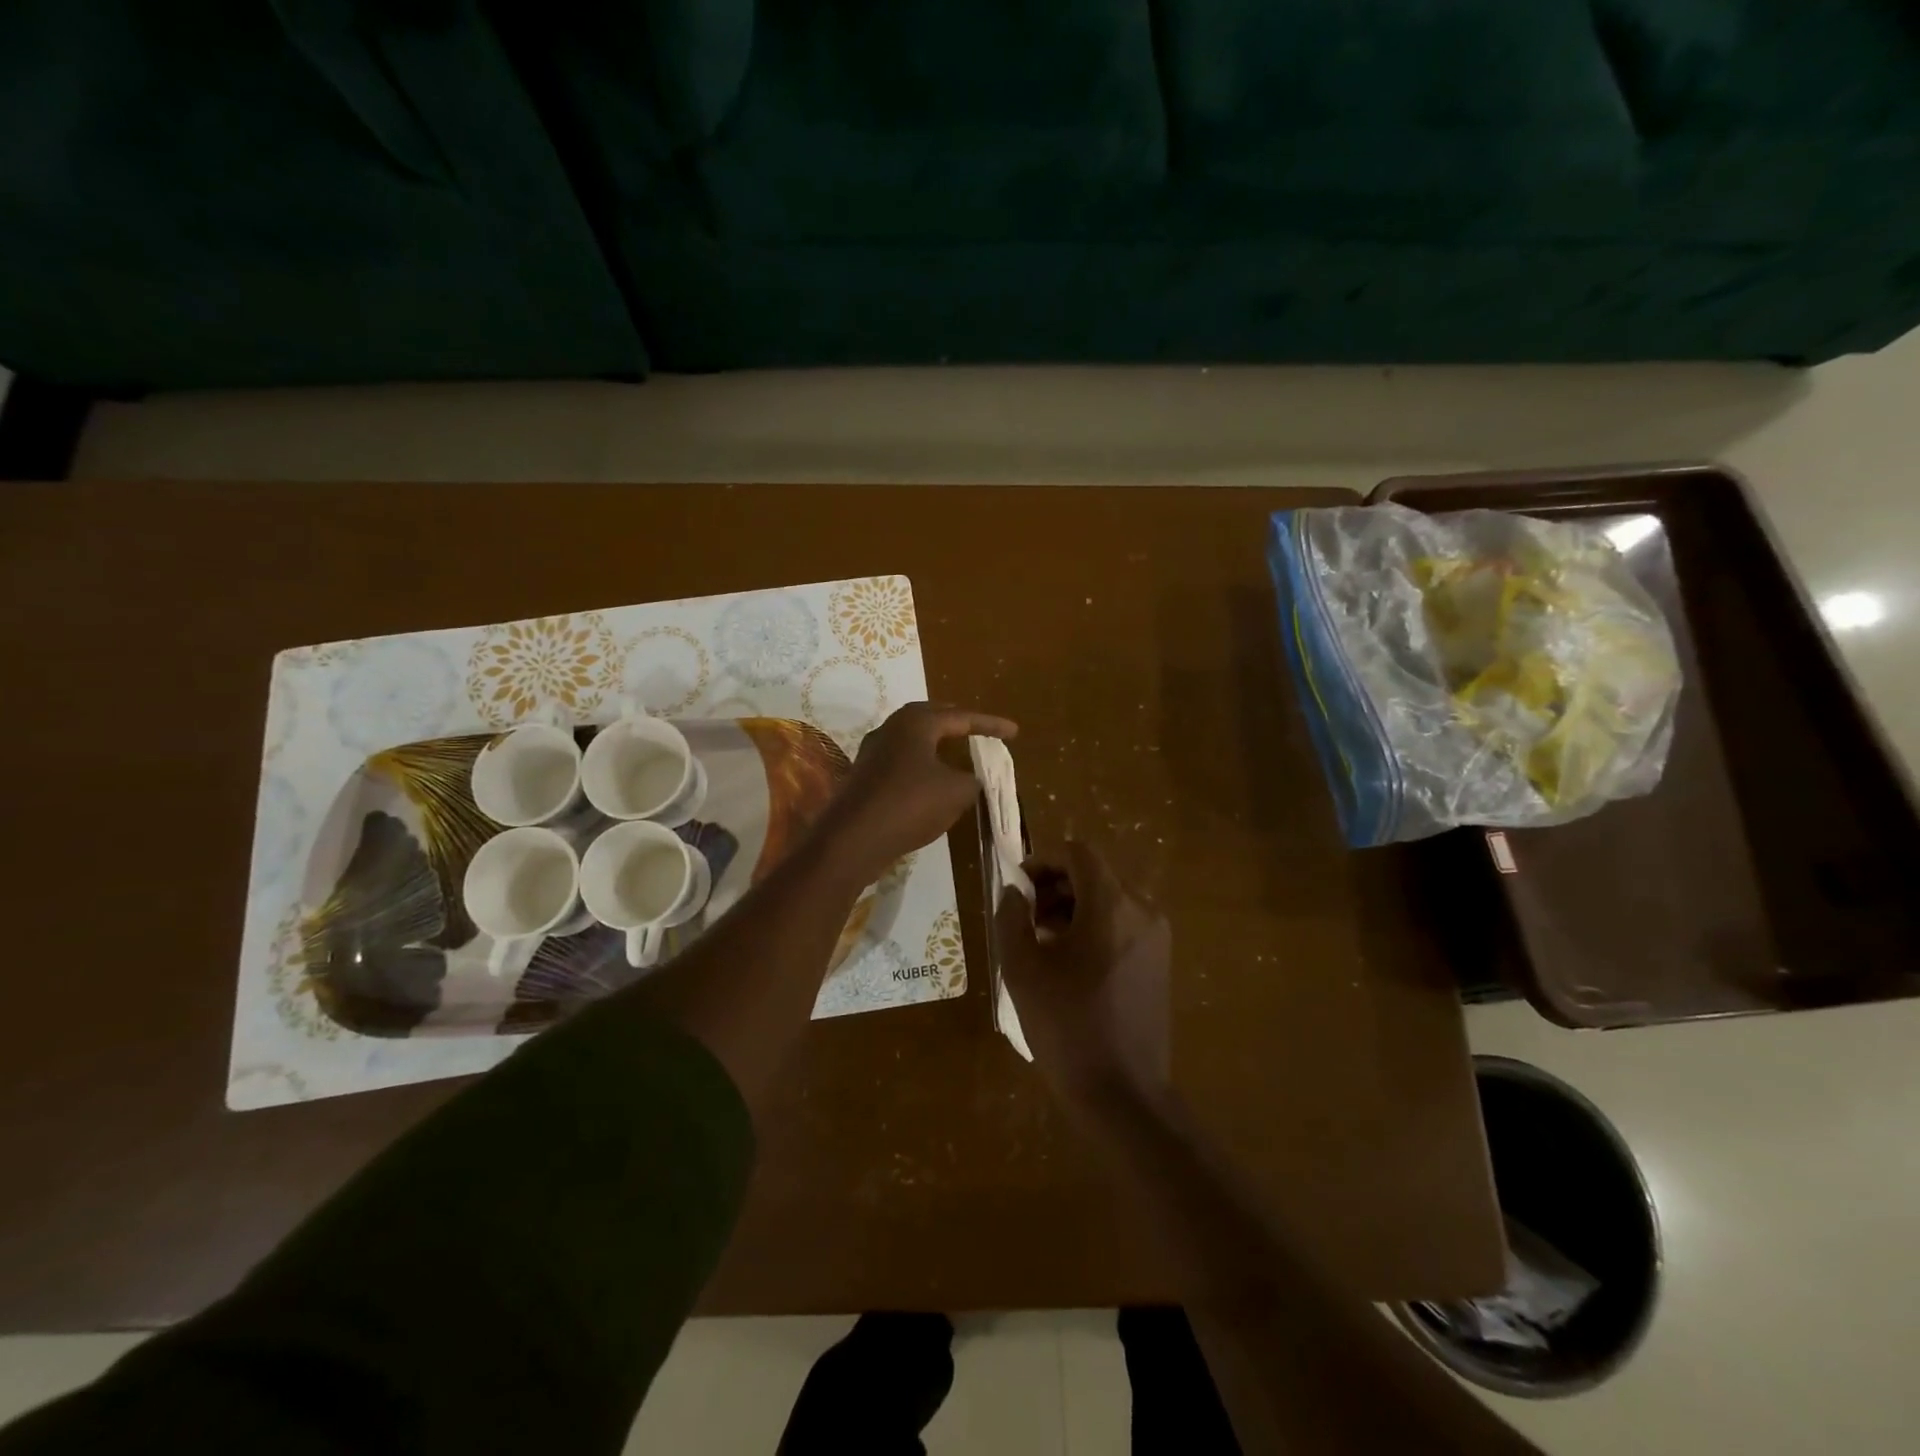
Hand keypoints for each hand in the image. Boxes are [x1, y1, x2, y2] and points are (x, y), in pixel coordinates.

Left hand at [815, 701, 1016, 886]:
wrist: (851, 840)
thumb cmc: (909, 805)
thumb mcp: (956, 793)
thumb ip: (972, 780)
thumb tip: (971, 779)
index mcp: (916, 723)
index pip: (961, 717)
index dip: (990, 724)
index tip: (1014, 731)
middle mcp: (891, 729)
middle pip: (930, 718)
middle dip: (957, 722)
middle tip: (979, 729)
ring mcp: (872, 752)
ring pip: (912, 739)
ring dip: (935, 743)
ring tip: (955, 750)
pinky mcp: (863, 776)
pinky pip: (900, 760)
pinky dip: (921, 763)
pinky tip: (929, 779)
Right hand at [996, 840, 1170, 1107]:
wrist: (1122, 1093)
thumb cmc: (1066, 1025)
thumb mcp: (1022, 968)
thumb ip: (1011, 916)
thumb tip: (1014, 891)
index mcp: (1111, 904)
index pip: (1077, 853)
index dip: (1043, 861)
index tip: (1017, 888)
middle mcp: (1142, 910)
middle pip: (1094, 874)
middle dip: (1054, 886)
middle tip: (1023, 917)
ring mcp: (1156, 937)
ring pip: (1108, 900)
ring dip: (1071, 907)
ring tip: (1041, 942)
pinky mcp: (1159, 962)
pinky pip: (1122, 925)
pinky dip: (1093, 927)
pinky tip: (1069, 963)